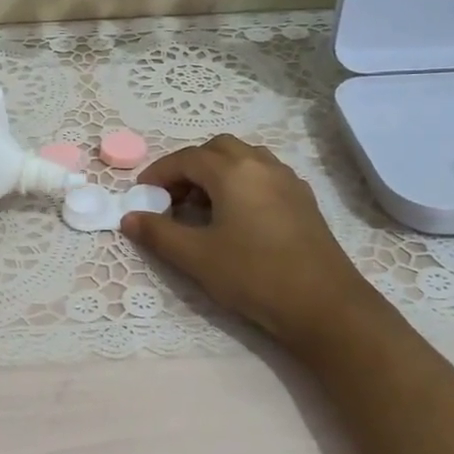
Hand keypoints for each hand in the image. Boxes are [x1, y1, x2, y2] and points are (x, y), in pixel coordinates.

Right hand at [123, 135, 386, 353]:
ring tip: (202, 207)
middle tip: (171, 199)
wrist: (324, 304)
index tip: (141, 194)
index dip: (159, 173)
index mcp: (233, 171)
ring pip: (244, 158)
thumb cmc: (254, 275)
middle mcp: (261, 164)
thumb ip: (158, 233)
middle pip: (216, 149)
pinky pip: (264, 175)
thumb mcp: (196, 257)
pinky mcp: (303, 199)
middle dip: (188, 167)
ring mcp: (287, 180)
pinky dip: (241, 183)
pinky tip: (236, 216)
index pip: (186, 158)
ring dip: (217, 172)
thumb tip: (129, 218)